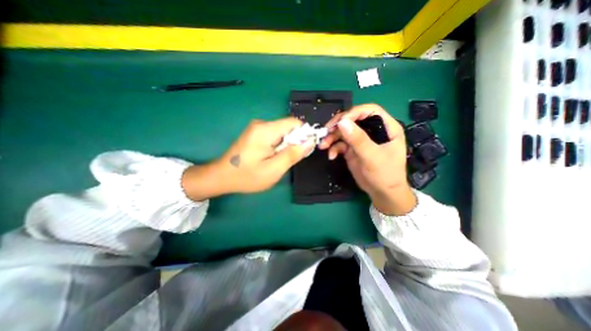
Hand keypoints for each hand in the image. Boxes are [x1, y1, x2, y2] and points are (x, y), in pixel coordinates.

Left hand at [184, 117, 313, 198]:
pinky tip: (272, 157)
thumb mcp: (274, 169)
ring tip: (278, 160)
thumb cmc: (247, 176)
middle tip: (288, 159)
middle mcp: (261, 124)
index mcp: (266, 130)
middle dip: (294, 142)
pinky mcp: (255, 133)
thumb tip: (310, 141)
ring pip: (282, 132)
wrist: (222, 176)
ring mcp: (257, 128)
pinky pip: (275, 135)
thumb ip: (293, 154)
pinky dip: (279, 145)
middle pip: (288, 127)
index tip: (303, 150)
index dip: (304, 134)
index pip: (294, 122)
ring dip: (286, 145)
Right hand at [319, 105, 414, 215]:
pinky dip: (334, 148)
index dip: (353, 113)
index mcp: (386, 127)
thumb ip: (358, 140)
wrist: (382, 193)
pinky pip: (340, 144)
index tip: (339, 122)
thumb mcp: (372, 157)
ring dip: (332, 137)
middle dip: (338, 125)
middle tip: (326, 131)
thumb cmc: (385, 175)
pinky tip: (331, 156)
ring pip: (344, 131)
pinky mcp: (352, 149)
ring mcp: (361, 140)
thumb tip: (342, 123)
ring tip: (323, 145)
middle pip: (353, 120)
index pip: (369, 110)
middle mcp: (372, 130)